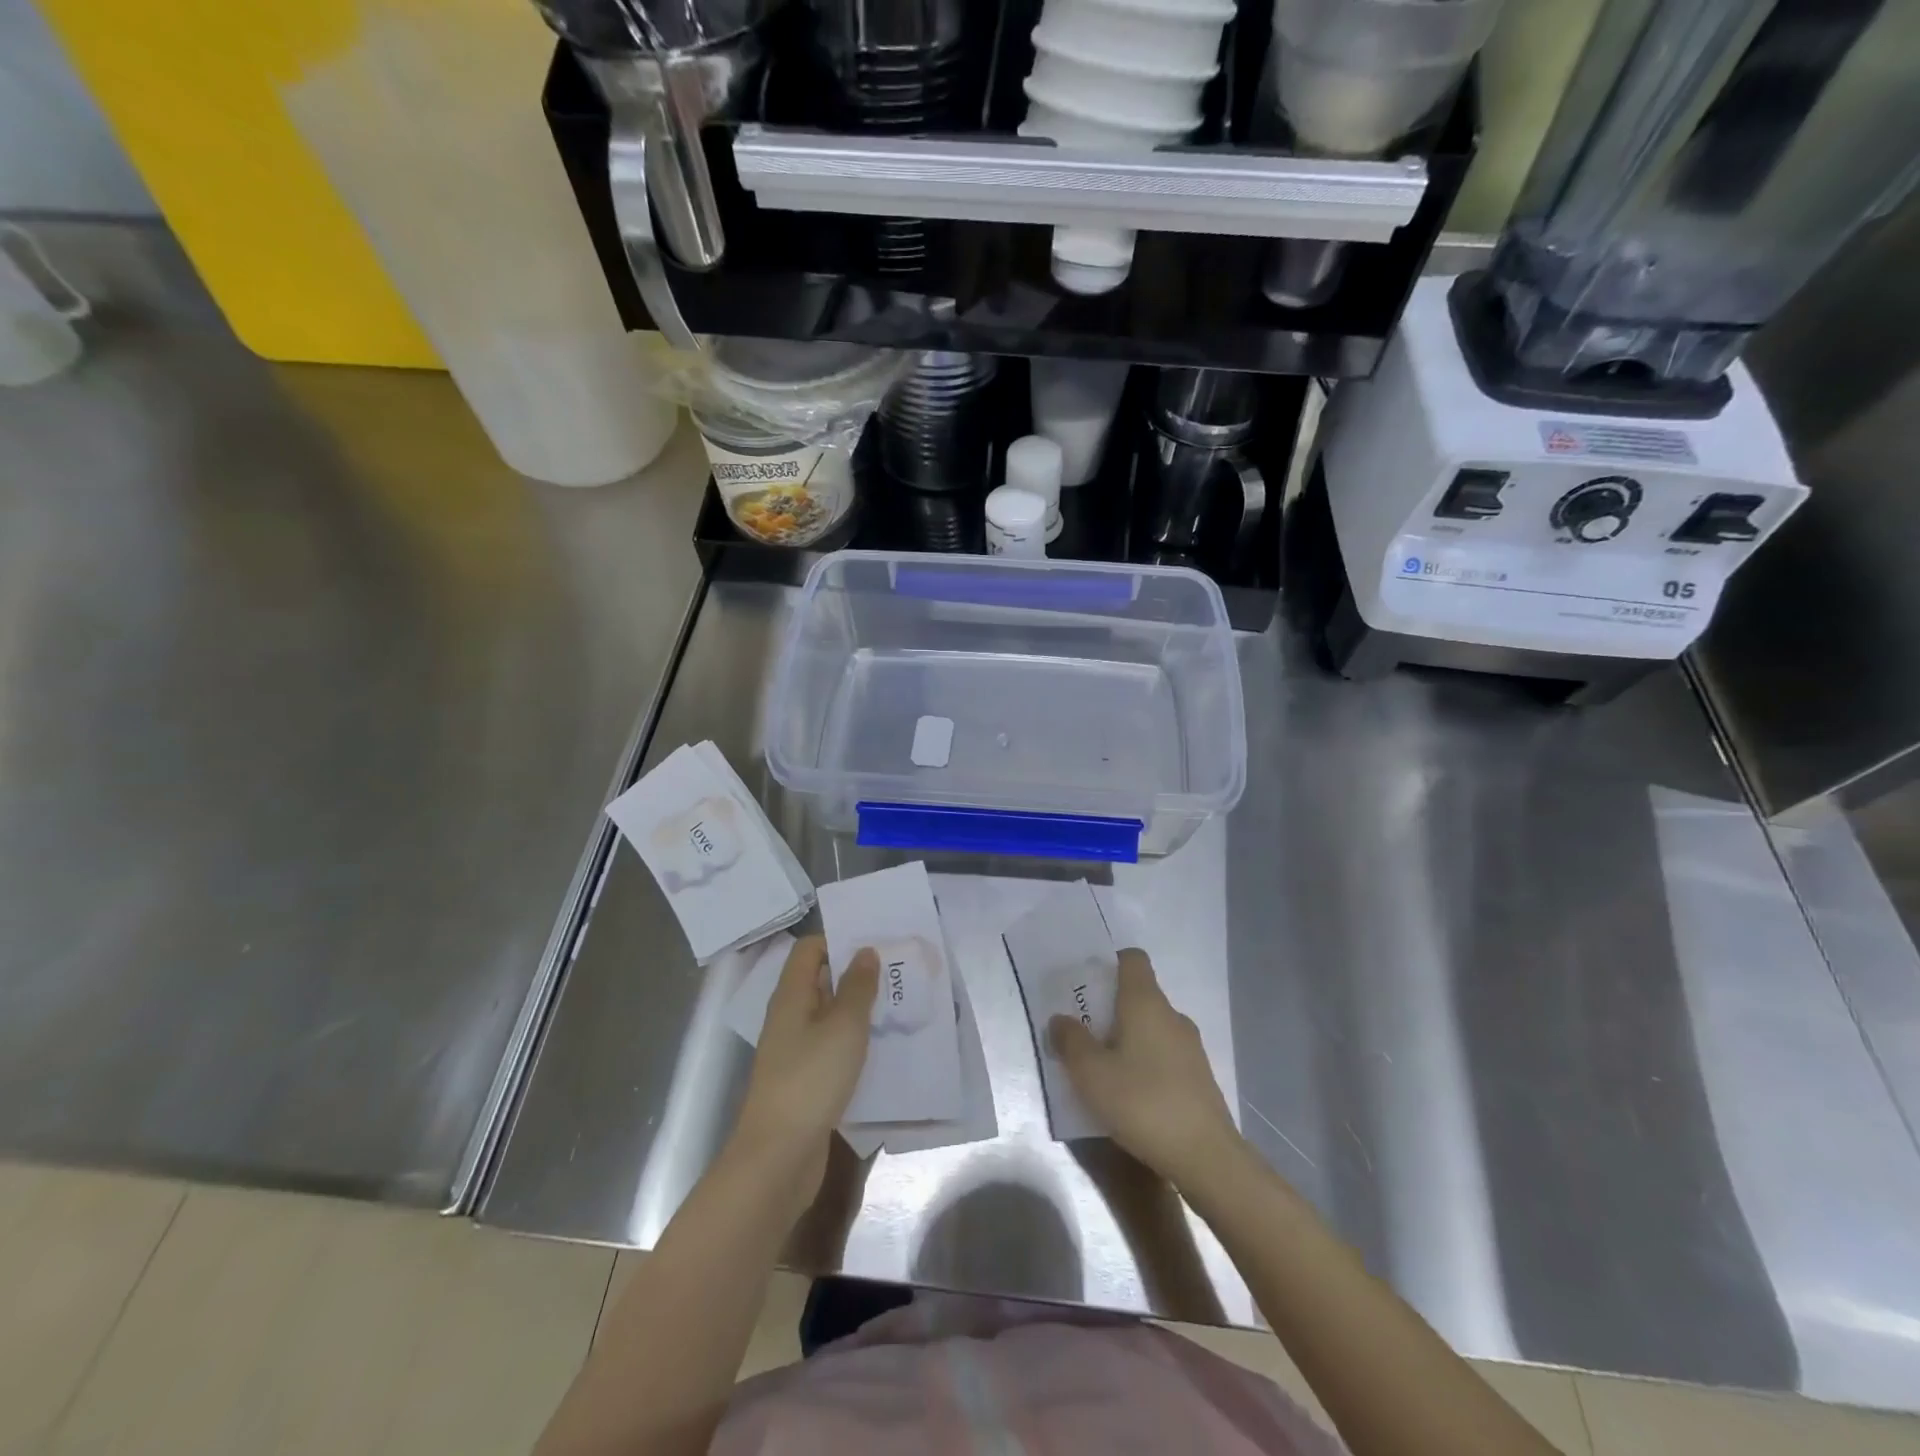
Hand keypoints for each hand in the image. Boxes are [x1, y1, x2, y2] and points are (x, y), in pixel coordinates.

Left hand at [730, 936, 877, 1210]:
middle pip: (821, 980)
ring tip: (899, 1006)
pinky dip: (855, 1042)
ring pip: (830, 1015)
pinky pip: (832, 1046)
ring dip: (860, 1009)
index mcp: (792, 995)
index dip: (839, 940)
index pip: (810, 948)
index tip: (877, 945)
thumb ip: (858, 987)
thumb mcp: (844, 1027)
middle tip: (898, 973)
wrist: (778, 1157)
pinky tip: (883, 1048)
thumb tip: (865, 951)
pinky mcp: (806, 1079)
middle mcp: (790, 1016)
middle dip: (857, 974)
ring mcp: (796, 1050)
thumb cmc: (811, 1080)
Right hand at [1051, 948, 1241, 1190]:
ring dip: (1126, 1038)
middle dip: (1109, 1008)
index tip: (1086, 985)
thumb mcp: (1090, 1074)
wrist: (1206, 1157)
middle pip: (1138, 995)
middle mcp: (1172, 1015)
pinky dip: (1144, 1062)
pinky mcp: (1199, 1077)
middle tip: (1082, 1032)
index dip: (1109, 963)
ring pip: (1151, 1028)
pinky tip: (1129, 1094)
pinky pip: (1164, 1054)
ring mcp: (1190, 1047)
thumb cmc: (1142, 1103)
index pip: (1132, 959)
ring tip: (1101, 1068)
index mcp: (1146, 1002)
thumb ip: (1070, 1041)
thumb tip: (1060, 1020)